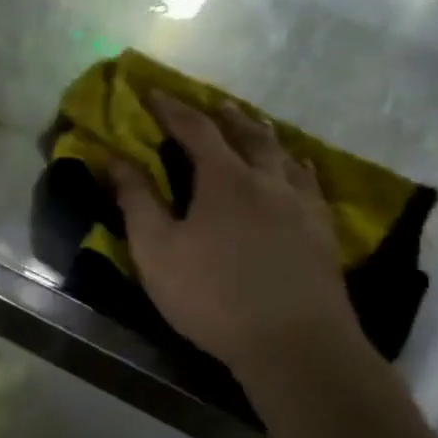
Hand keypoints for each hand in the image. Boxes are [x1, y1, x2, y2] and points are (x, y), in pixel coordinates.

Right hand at [109, 92, 364, 373]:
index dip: (172, 108)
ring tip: (253, 127)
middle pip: (248, 134)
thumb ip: (136, 199)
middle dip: (223, 116)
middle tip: (209, 105)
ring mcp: (302, 205)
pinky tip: (297, 171)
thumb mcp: (156, 250)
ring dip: (263, 135)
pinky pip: (310, 182)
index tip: (152, 92)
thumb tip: (114, 157)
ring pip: (284, 154)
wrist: (295, 344)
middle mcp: (268, 180)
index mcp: (224, 179)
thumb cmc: (212, 295)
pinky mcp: (323, 231)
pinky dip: (295, 165)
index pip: (195, 129)